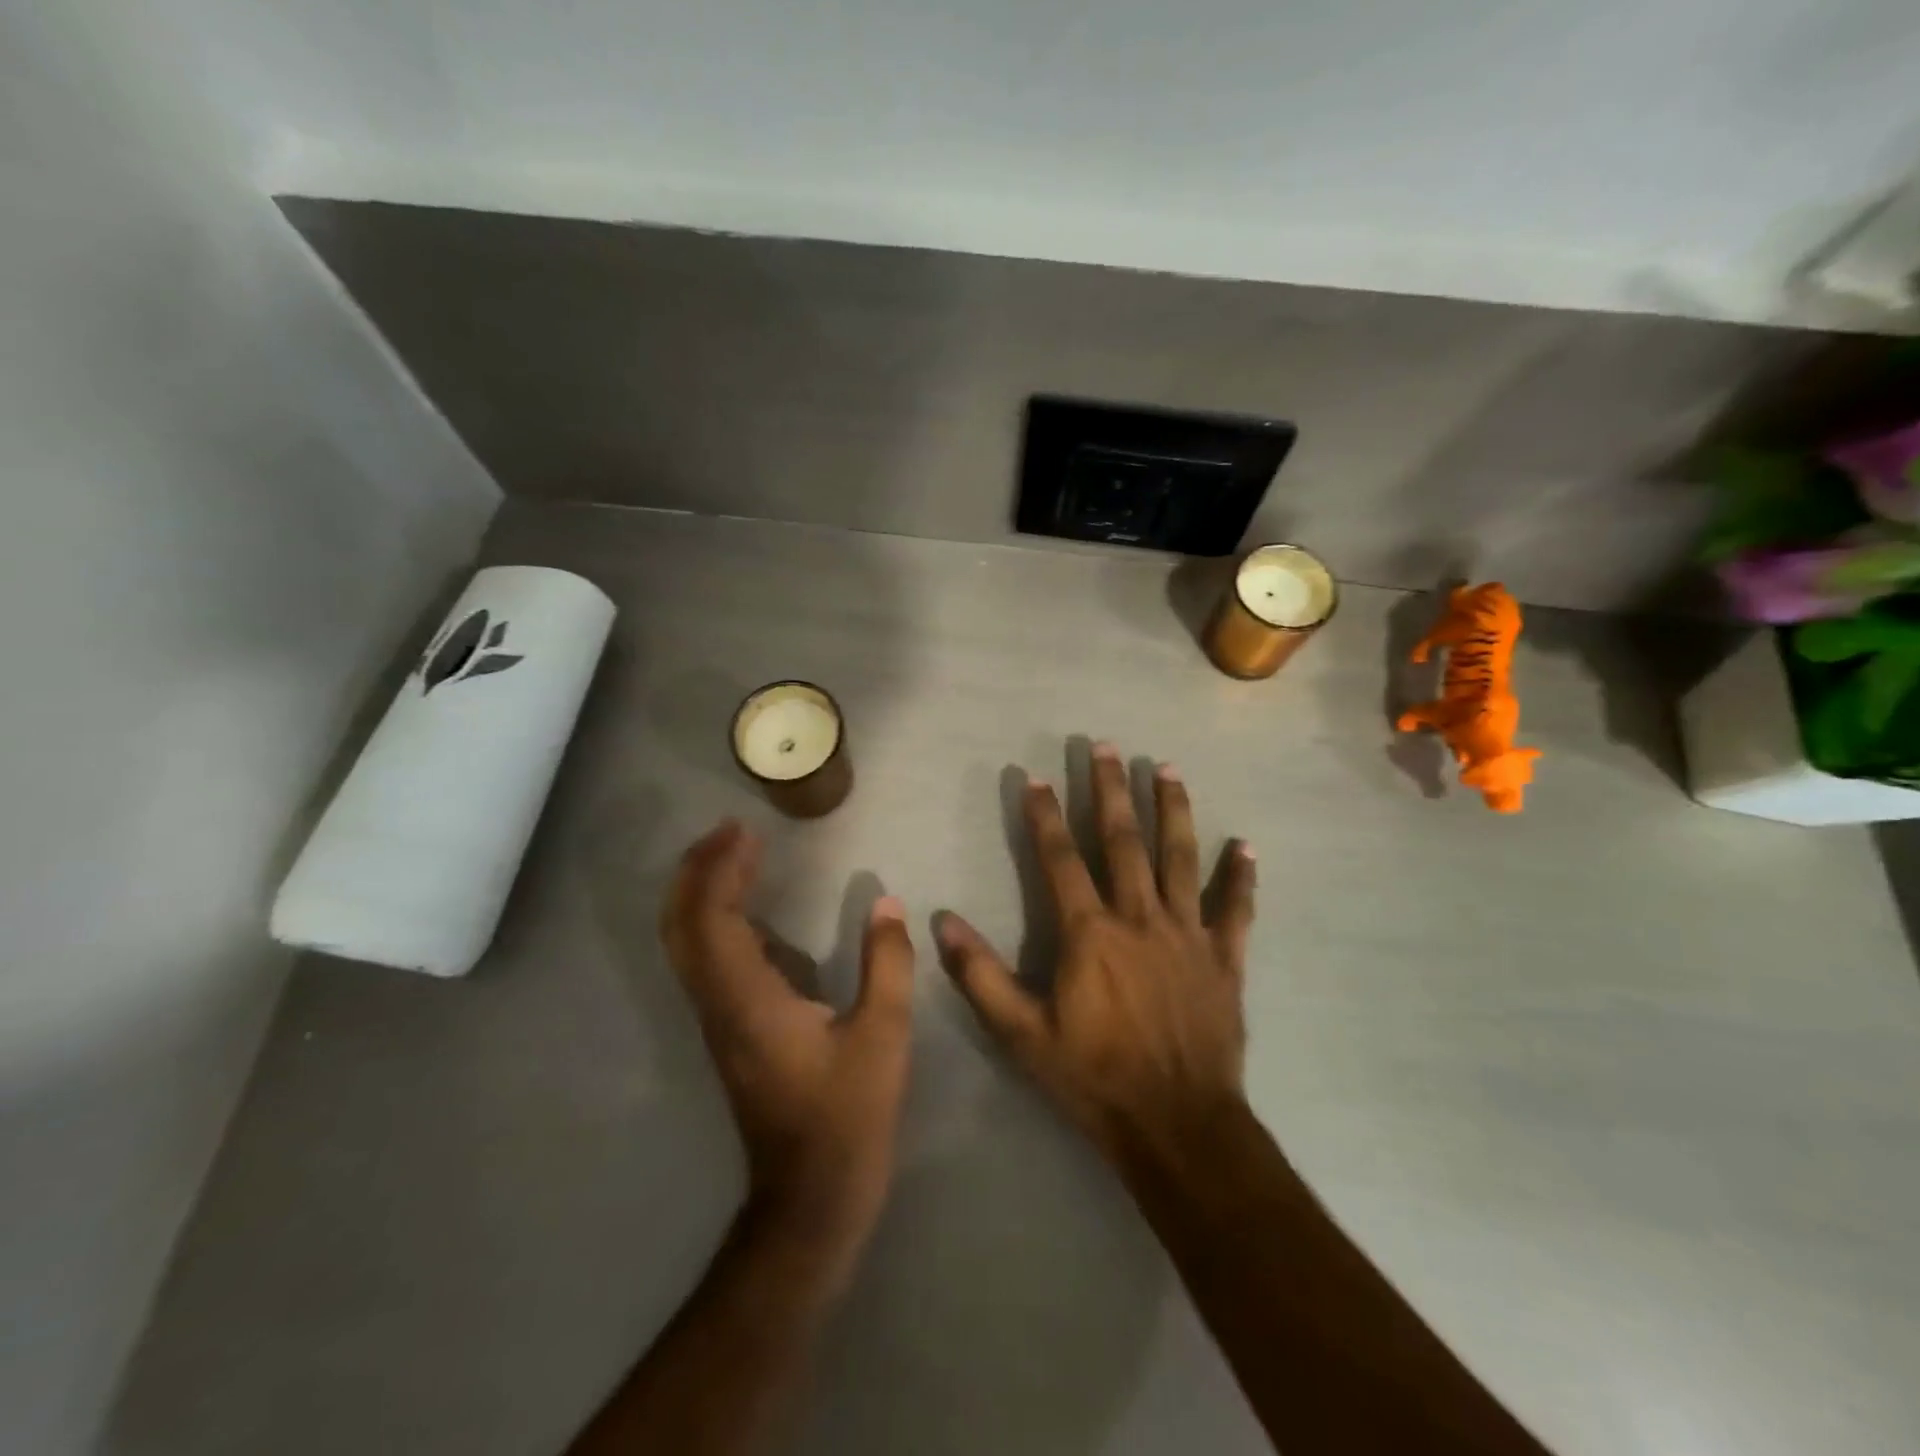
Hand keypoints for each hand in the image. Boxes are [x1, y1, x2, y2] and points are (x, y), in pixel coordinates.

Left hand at [661, 821, 915, 1262]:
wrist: (808, 1199)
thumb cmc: (846, 1118)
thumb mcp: (883, 1037)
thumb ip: (888, 964)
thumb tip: (888, 903)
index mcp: (748, 1001)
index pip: (712, 919)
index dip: (719, 869)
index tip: (745, 830)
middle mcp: (719, 1004)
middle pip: (681, 926)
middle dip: (696, 871)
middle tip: (729, 831)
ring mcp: (718, 1020)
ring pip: (686, 944)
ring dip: (701, 892)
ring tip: (734, 856)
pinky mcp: (728, 1031)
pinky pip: (705, 960)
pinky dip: (714, 920)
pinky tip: (751, 910)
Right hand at [937, 743, 1255, 1171]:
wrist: (1178, 1125)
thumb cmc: (1094, 1078)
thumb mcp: (1022, 1034)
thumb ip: (980, 975)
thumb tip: (941, 921)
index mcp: (1090, 933)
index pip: (1061, 858)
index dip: (1045, 815)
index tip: (1036, 776)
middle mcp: (1140, 918)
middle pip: (1123, 840)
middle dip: (1110, 790)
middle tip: (1105, 746)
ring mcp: (1188, 934)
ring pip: (1180, 858)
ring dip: (1173, 810)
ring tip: (1167, 767)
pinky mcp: (1225, 958)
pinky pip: (1236, 910)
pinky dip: (1242, 877)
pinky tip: (1247, 846)